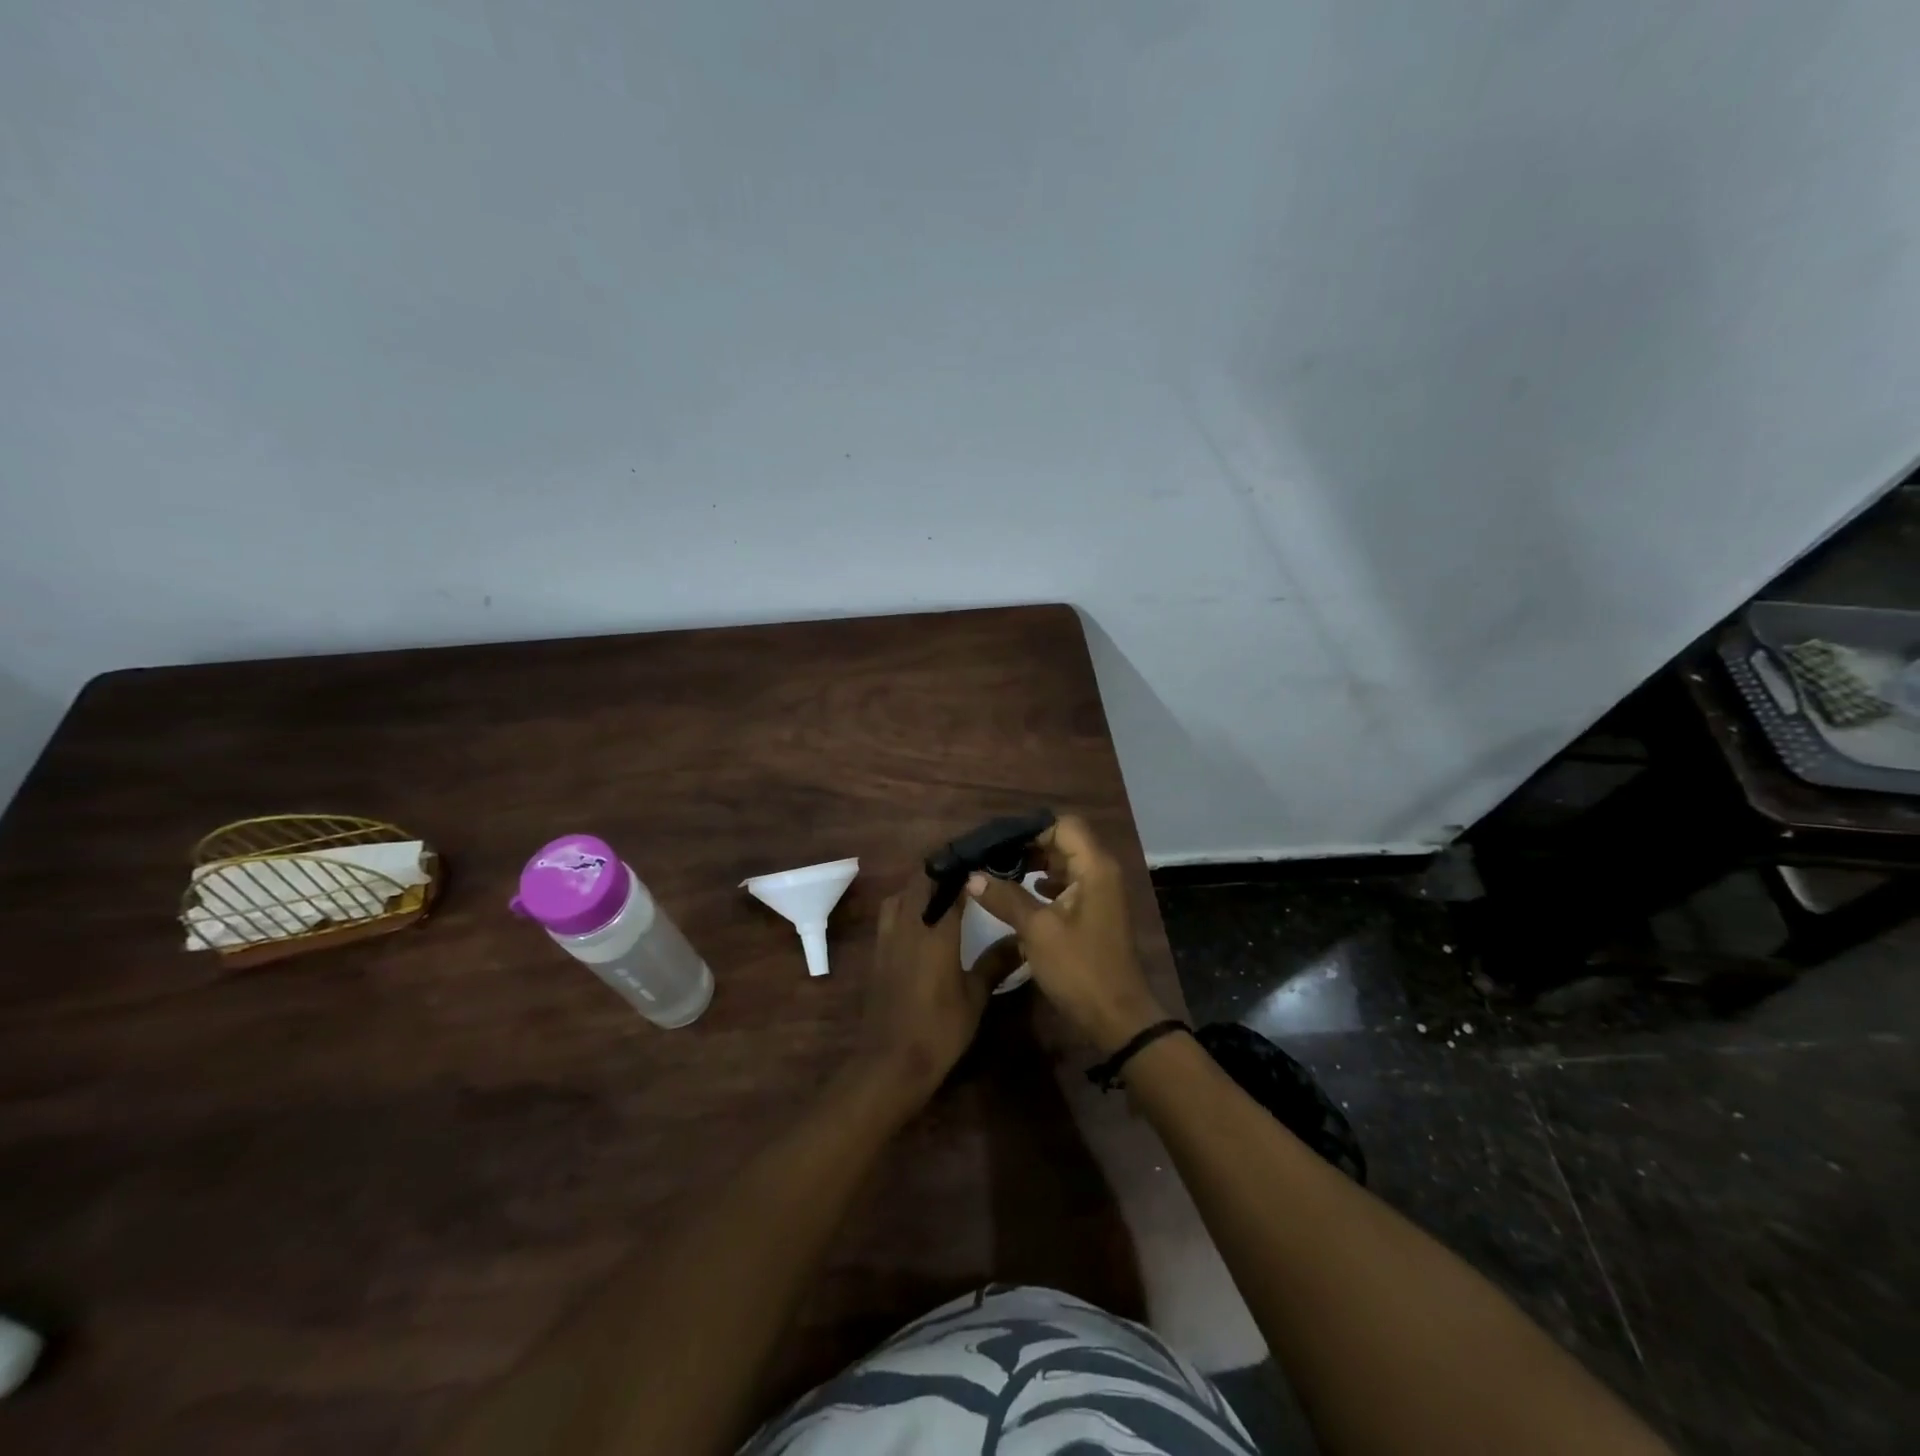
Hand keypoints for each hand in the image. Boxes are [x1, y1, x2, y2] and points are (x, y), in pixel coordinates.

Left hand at [855, 873, 1007, 1101]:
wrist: (891, 1062)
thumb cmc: (939, 1029)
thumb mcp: (975, 997)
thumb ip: (996, 963)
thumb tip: (1023, 940)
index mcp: (935, 930)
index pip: (948, 883)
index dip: (964, 867)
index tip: (983, 860)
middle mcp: (908, 925)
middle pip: (919, 881)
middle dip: (940, 871)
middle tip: (966, 873)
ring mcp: (887, 938)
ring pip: (899, 895)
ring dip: (918, 887)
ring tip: (941, 893)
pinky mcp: (877, 953)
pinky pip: (889, 915)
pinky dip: (904, 906)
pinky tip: (920, 923)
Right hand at [966, 815, 1166, 1053]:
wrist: (1116, 1017)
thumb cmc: (1079, 968)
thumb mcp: (1037, 931)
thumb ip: (1005, 898)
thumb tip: (972, 876)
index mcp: (1094, 867)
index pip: (1062, 825)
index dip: (1030, 830)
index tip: (997, 844)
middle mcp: (1101, 872)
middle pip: (1063, 841)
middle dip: (1027, 846)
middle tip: (991, 858)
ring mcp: (1100, 893)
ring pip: (1064, 863)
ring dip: (1034, 865)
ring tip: (999, 873)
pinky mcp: (1094, 912)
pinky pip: (1068, 884)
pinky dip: (1045, 884)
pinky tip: (1023, 893)